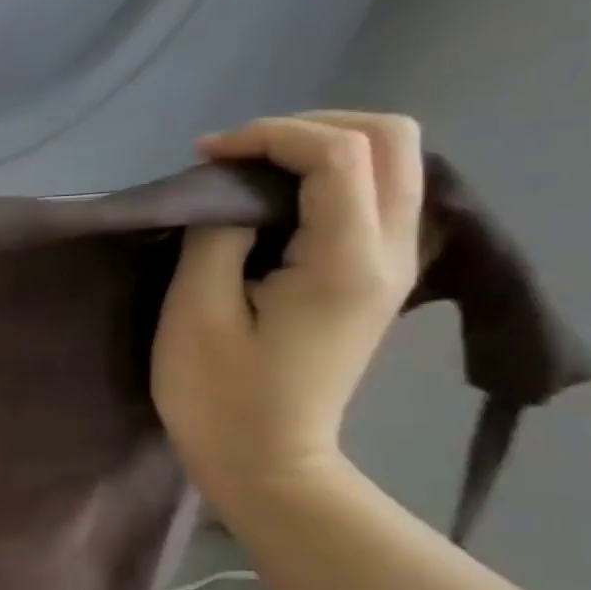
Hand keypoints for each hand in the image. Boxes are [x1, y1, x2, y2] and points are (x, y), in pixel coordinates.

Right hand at [152, 112, 423, 513]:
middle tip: (236, 155)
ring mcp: (395, 266)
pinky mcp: (378, 278)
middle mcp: (393, 253)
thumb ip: (218, 236)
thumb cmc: (218, 394)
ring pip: (394, 161)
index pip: (339, 153)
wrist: (264, 461)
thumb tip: (231, 196)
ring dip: (321, 148)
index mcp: (348, 262)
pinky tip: (275, 201)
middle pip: (392, 139)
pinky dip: (329, 177)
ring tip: (250, 172)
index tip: (205, 156)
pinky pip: (378, 194)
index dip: (268, 136)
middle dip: (307, 127)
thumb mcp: (196, 312)